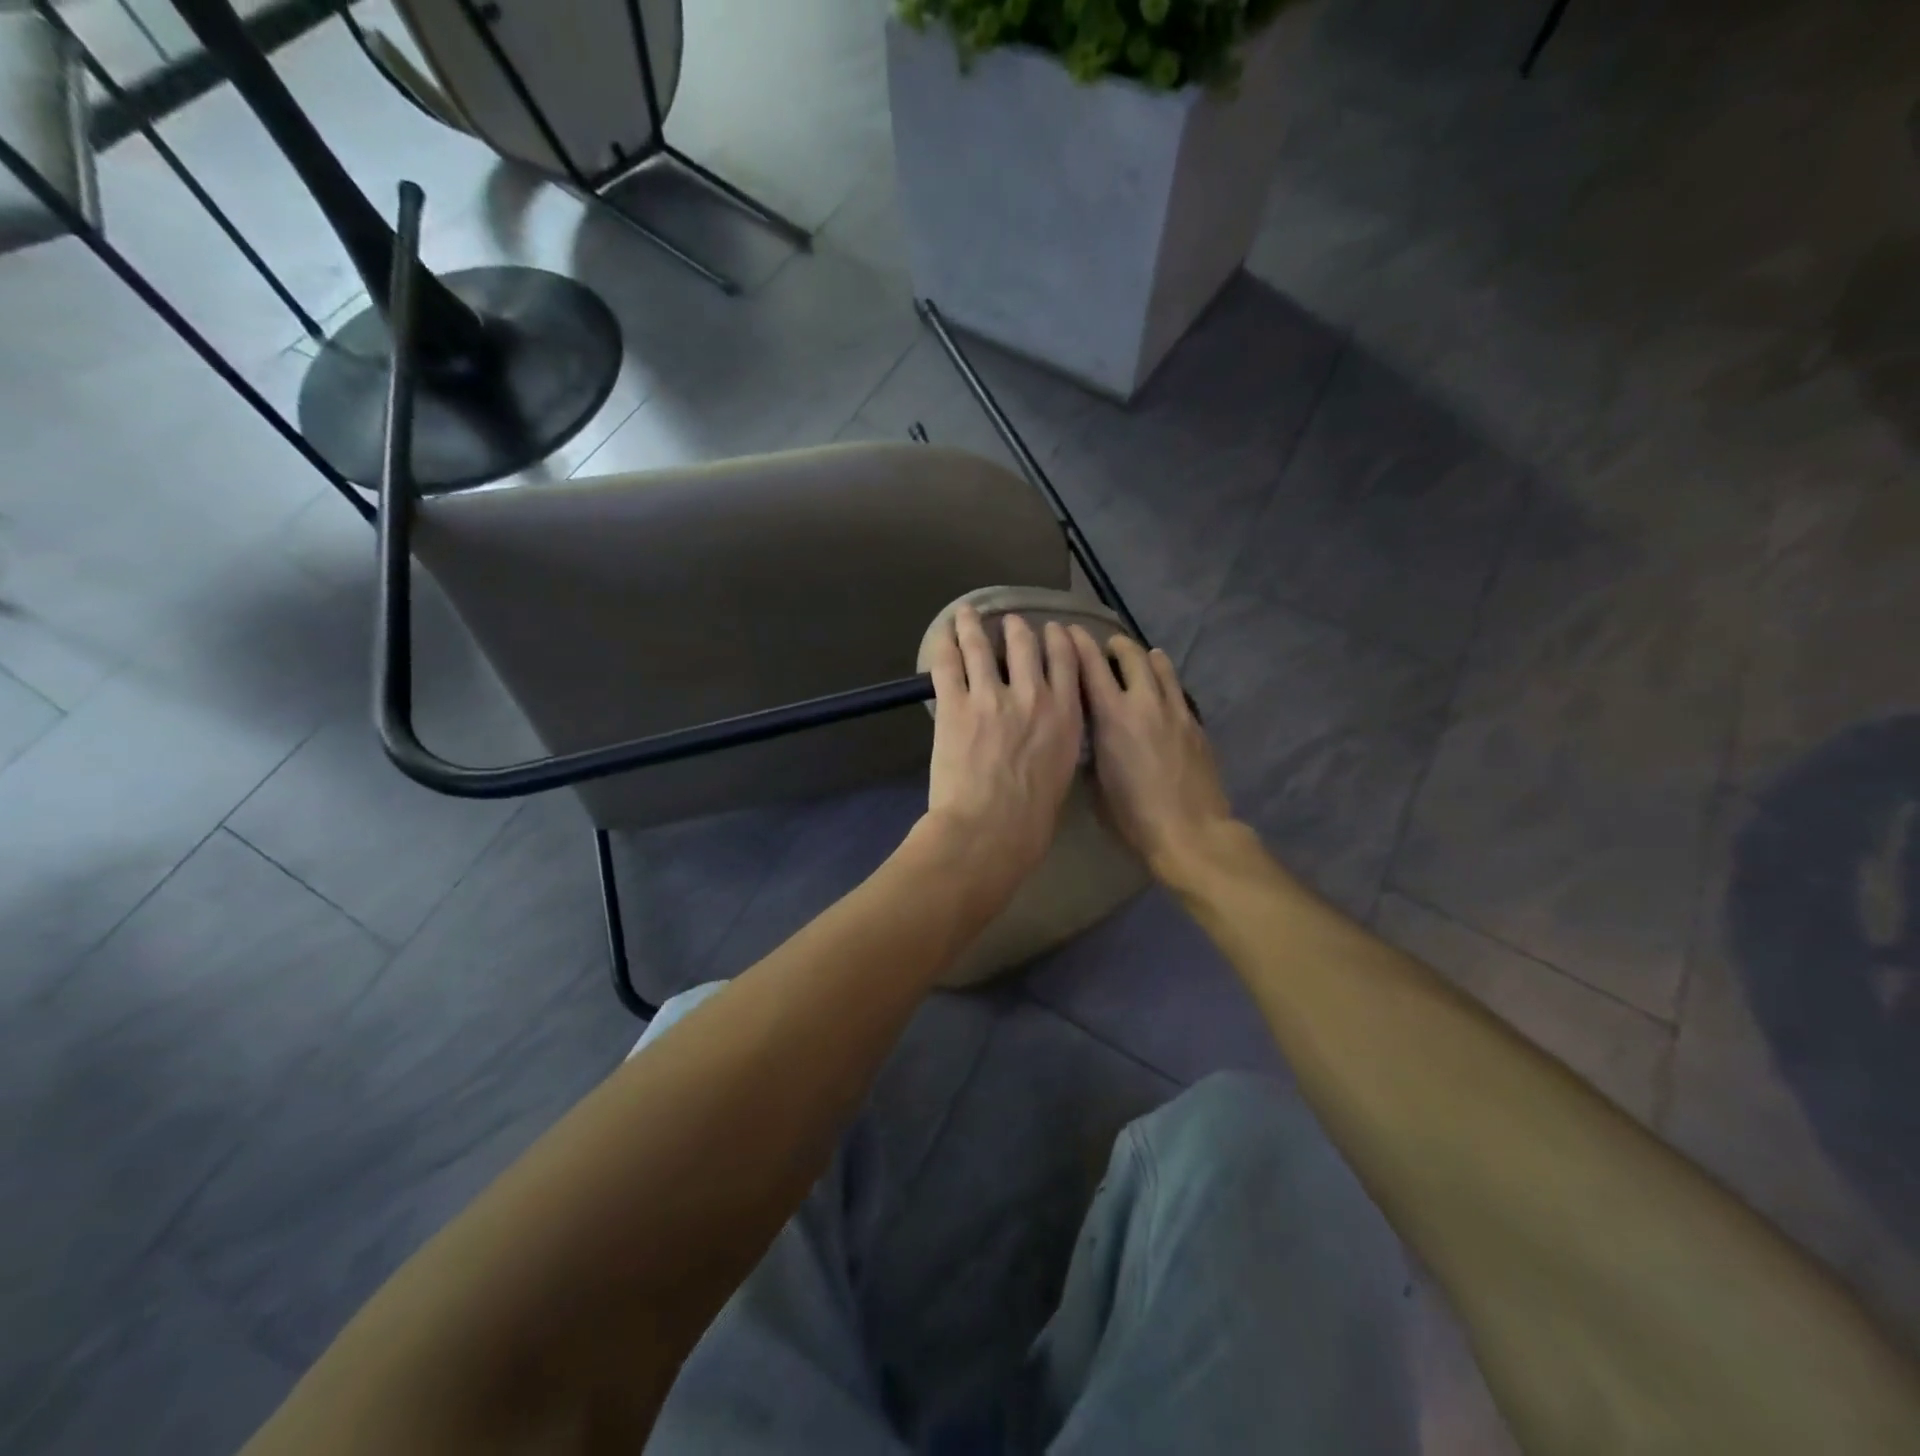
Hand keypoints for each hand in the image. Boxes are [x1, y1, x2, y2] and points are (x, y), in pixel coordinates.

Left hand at [923, 606, 1084, 901]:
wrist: (990, 830)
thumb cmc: (1032, 818)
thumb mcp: (1062, 771)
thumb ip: (1058, 739)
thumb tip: (1048, 729)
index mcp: (1066, 714)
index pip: (1067, 660)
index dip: (1059, 639)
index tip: (1053, 630)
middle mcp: (1032, 695)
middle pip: (1025, 645)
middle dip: (1017, 628)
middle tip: (1010, 622)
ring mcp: (991, 696)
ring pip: (982, 647)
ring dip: (974, 626)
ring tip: (968, 614)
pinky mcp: (955, 705)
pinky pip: (948, 665)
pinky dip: (945, 646)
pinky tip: (943, 635)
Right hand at [1069, 627, 1236, 881]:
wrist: (1190, 831)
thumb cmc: (1133, 816)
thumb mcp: (1096, 783)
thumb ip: (1090, 749)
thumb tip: (1090, 736)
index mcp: (1112, 718)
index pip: (1091, 667)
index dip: (1078, 645)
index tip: (1067, 631)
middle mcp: (1144, 703)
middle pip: (1132, 656)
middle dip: (1116, 645)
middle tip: (1107, 646)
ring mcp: (1175, 711)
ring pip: (1161, 667)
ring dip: (1146, 657)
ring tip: (1140, 657)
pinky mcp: (1196, 724)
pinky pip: (1178, 691)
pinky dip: (1166, 681)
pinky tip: (1162, 689)